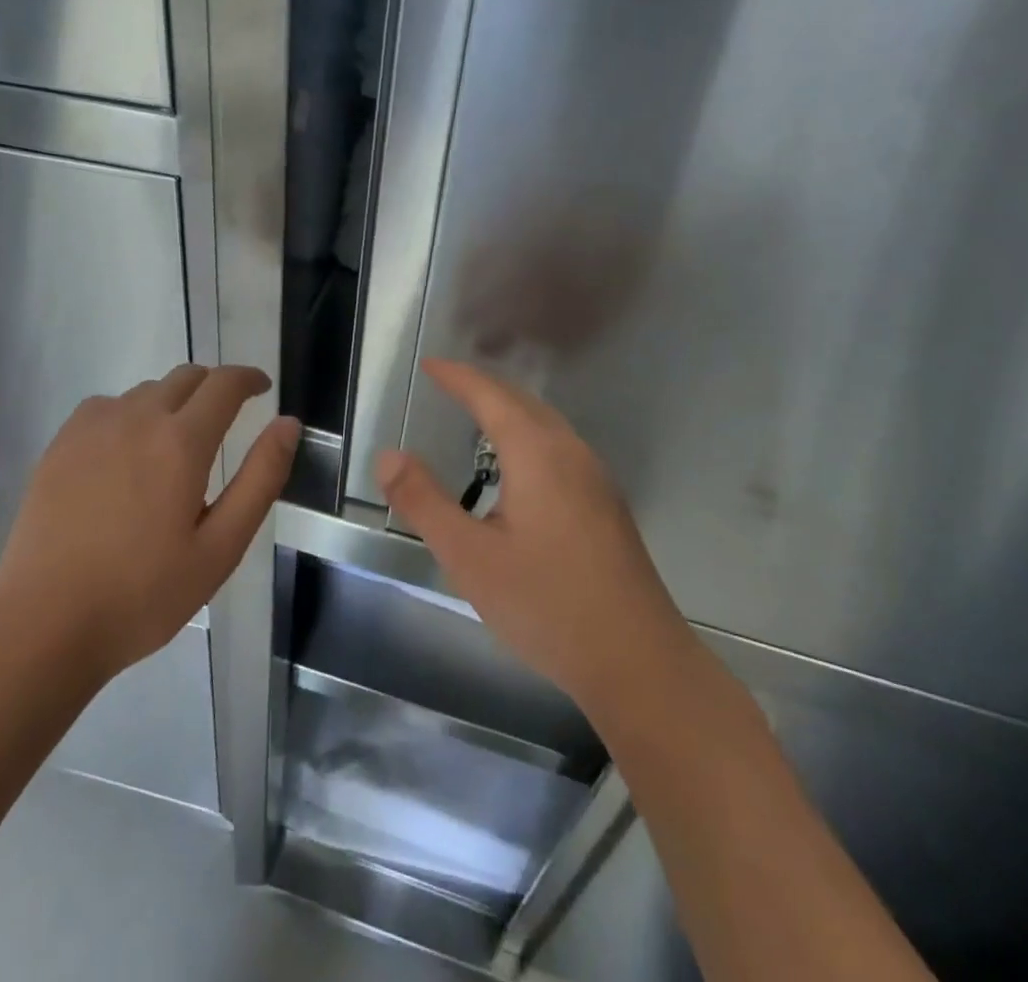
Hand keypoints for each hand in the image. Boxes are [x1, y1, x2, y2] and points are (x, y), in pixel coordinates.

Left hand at [0, 364, 299, 682]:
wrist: (43, 625)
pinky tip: (126, 452)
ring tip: (175, 444)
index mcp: (181, 442)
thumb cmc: (143, 594)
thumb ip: (260, 478)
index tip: (262, 388)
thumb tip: (288, 424)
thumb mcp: (220, 548)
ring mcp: (93, 427)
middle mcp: (137, 418)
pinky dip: (130, 413)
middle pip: (186, 377)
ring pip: (146, 391)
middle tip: (226, 418)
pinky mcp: (61, 444)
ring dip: (172, 402)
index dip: (249, 378)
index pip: (224, 384)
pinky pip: (107, 406)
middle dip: (214, 387)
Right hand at [377, 360, 695, 723]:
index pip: (490, 395)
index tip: (428, 364)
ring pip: (546, 423)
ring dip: (509, 409)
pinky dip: (528, 433)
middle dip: (482, 386)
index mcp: (537, 453)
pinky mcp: (606, 505)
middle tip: (446, 382)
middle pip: (522, 401)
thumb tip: (387, 455)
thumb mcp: (469, 557)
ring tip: (476, 415)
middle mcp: (571, 453)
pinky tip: (518, 466)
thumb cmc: (547, 605)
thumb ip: (424, 502)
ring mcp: (596, 478)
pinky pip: (559, 446)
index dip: (457, 377)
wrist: (639, 663)